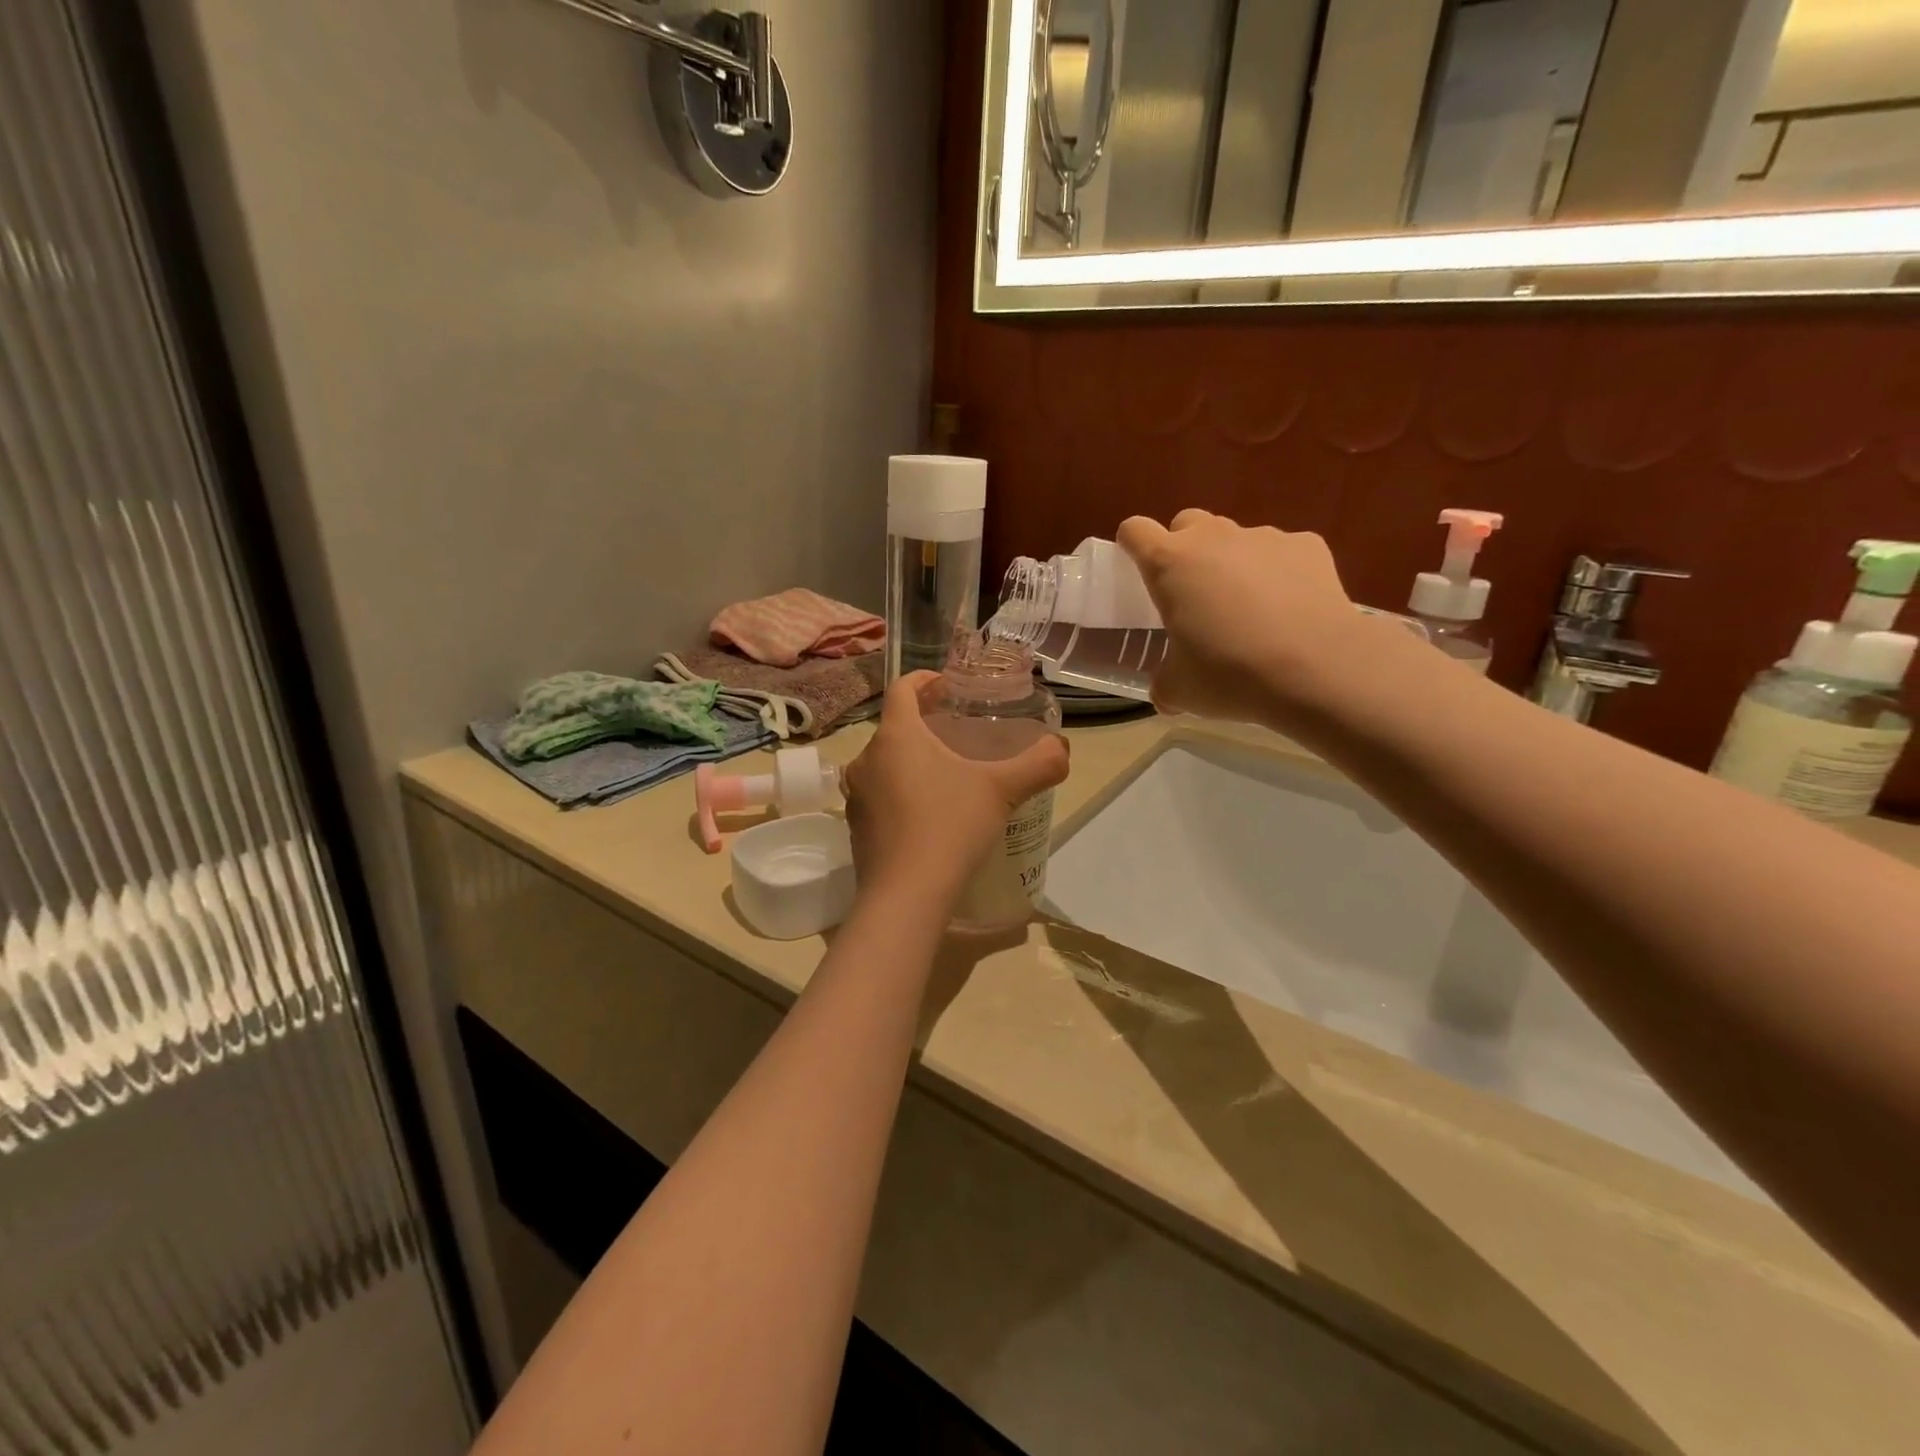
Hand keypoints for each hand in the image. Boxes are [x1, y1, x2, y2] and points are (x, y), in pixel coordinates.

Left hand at [843, 672, 1069, 908]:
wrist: (906, 895)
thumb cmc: (951, 827)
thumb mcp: (1003, 790)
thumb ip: (1038, 764)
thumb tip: (1063, 748)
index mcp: (896, 735)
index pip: (901, 688)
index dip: (924, 680)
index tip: (946, 686)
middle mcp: (867, 758)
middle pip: (894, 727)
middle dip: (923, 725)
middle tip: (956, 734)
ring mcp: (856, 795)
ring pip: (884, 763)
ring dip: (910, 760)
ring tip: (944, 774)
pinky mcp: (855, 827)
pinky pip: (879, 795)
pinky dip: (899, 793)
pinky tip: (927, 814)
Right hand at [1117, 510, 1413, 731]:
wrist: (1317, 669)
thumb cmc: (1230, 674)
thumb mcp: (1180, 689)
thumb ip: (1163, 683)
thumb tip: (1165, 693)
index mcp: (1169, 564)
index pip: (1135, 530)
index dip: (1131, 544)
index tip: (1136, 566)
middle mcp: (1213, 538)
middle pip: (1187, 523)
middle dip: (1183, 548)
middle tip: (1192, 591)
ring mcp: (1263, 536)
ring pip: (1235, 537)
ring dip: (1231, 561)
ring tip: (1248, 606)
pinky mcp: (1307, 545)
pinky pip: (1282, 552)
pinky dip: (1278, 572)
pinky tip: (1289, 609)